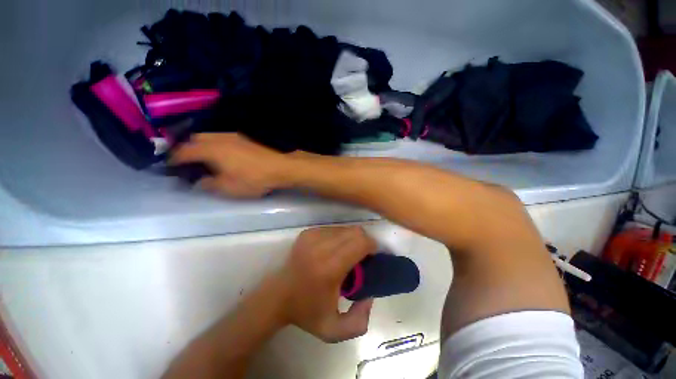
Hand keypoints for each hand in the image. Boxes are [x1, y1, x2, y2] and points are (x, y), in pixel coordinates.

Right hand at [169, 133, 291, 197]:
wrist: (280, 167)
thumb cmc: (253, 179)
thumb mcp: (228, 187)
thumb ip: (208, 184)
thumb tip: (198, 181)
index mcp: (210, 149)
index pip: (184, 151)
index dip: (173, 159)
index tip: (169, 167)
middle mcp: (219, 138)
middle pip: (194, 138)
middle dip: (185, 149)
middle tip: (186, 162)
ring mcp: (234, 136)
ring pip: (209, 136)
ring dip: (201, 145)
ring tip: (202, 158)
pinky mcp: (245, 138)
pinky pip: (222, 138)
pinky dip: (214, 144)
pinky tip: (221, 154)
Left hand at [277, 226, 376, 342]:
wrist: (276, 296)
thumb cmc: (305, 312)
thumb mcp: (334, 330)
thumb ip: (359, 321)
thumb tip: (370, 295)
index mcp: (330, 268)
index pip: (360, 243)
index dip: (372, 247)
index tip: (373, 258)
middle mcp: (321, 247)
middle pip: (355, 232)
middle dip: (365, 242)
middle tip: (362, 257)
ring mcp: (312, 236)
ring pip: (345, 228)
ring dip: (352, 239)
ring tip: (347, 254)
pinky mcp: (307, 233)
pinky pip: (333, 229)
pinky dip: (339, 237)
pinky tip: (334, 250)